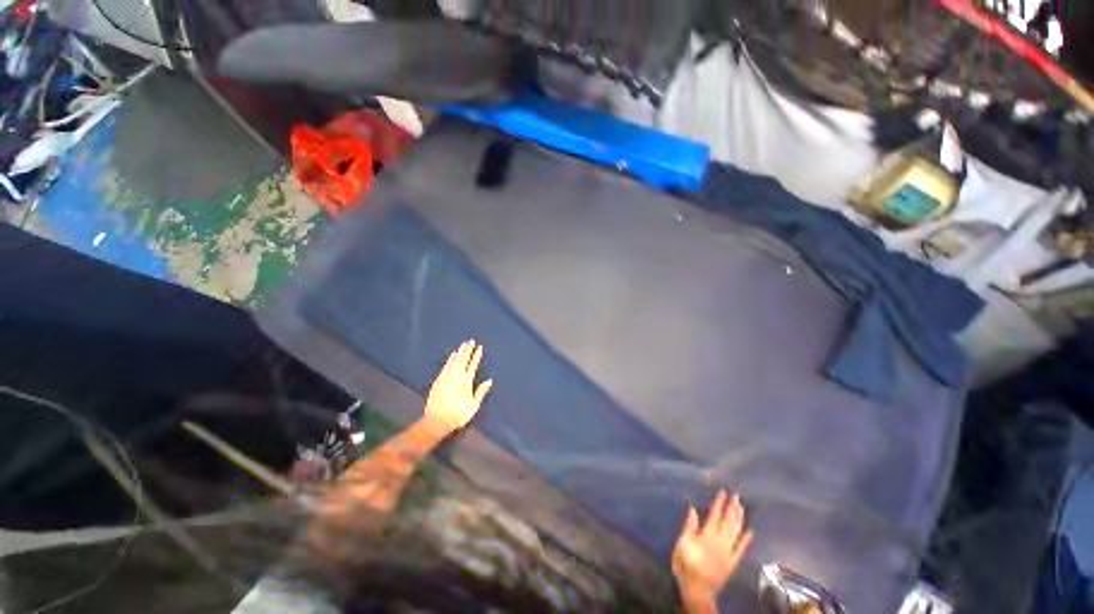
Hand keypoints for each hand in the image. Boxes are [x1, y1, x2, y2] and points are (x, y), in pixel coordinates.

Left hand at [422, 339, 492, 436]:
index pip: (473, 364)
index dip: (476, 355)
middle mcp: (456, 375)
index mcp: (466, 381)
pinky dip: (450, 359)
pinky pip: (446, 365)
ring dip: (459, 352)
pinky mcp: (439, 380)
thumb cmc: (457, 415)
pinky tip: (452, 355)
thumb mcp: (473, 406)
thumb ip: (481, 392)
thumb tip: (489, 380)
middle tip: (471, 340)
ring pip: (454, 360)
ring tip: (463, 344)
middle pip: (463, 359)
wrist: (436, 420)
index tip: (479, 347)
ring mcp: (446, 376)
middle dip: (468, 349)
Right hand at [672, 490, 753, 602]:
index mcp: (707, 535)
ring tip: (741, 507)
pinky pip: (741, 549)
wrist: (698, 589)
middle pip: (728, 521)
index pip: (715, 515)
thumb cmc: (686, 564)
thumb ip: (689, 526)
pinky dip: (746, 539)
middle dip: (732, 507)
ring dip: (739, 518)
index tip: (723, 492)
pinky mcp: (732, 562)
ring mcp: (728, 552)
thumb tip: (693, 509)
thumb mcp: (682, 544)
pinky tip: (751, 531)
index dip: (719, 503)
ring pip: (736, 532)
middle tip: (736, 495)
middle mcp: (720, 541)